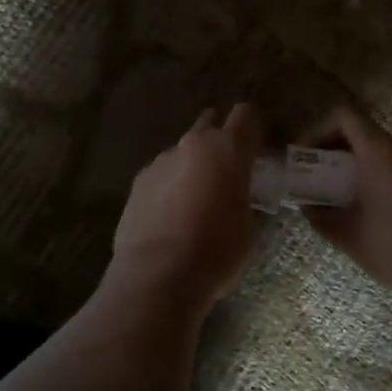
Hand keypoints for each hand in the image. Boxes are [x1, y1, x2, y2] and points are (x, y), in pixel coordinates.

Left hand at [111, 104, 261, 312]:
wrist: (158, 274)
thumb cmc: (216, 251)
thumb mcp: (245, 223)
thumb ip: (241, 194)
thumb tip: (233, 193)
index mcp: (227, 149)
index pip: (245, 115)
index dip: (251, 130)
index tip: (254, 150)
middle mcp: (192, 145)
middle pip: (208, 124)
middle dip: (217, 141)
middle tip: (225, 172)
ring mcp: (160, 161)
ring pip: (182, 152)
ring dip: (191, 167)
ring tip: (194, 202)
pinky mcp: (137, 182)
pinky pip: (161, 175)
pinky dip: (168, 187)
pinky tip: (169, 216)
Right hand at [301, 108, 391, 310]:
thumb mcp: (349, 236)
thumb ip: (320, 215)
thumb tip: (306, 205)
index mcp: (380, 150)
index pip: (344, 117)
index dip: (318, 132)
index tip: (306, 161)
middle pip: (362, 134)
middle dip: (335, 155)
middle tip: (317, 184)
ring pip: (381, 152)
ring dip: (357, 169)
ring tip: (341, 201)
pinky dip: (378, 177)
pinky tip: (372, 212)